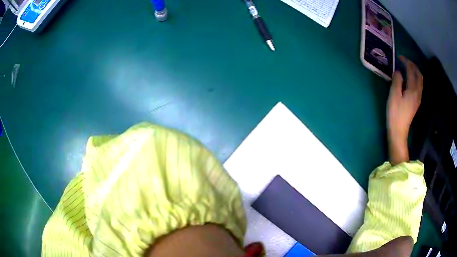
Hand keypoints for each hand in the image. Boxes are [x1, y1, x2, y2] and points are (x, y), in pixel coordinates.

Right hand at [387, 56, 422, 163]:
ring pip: (420, 81)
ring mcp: (418, 98)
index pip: (411, 70)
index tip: (399, 57)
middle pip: (419, 75)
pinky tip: (410, 80)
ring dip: (415, 72)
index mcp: (412, 89)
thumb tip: (398, 72)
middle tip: (405, 61)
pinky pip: (419, 86)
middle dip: (413, 65)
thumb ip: (397, 81)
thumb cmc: (395, 113)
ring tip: (408, 68)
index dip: (406, 62)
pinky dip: (416, 79)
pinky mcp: (416, 103)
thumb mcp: (394, 95)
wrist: (399, 132)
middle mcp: (417, 92)